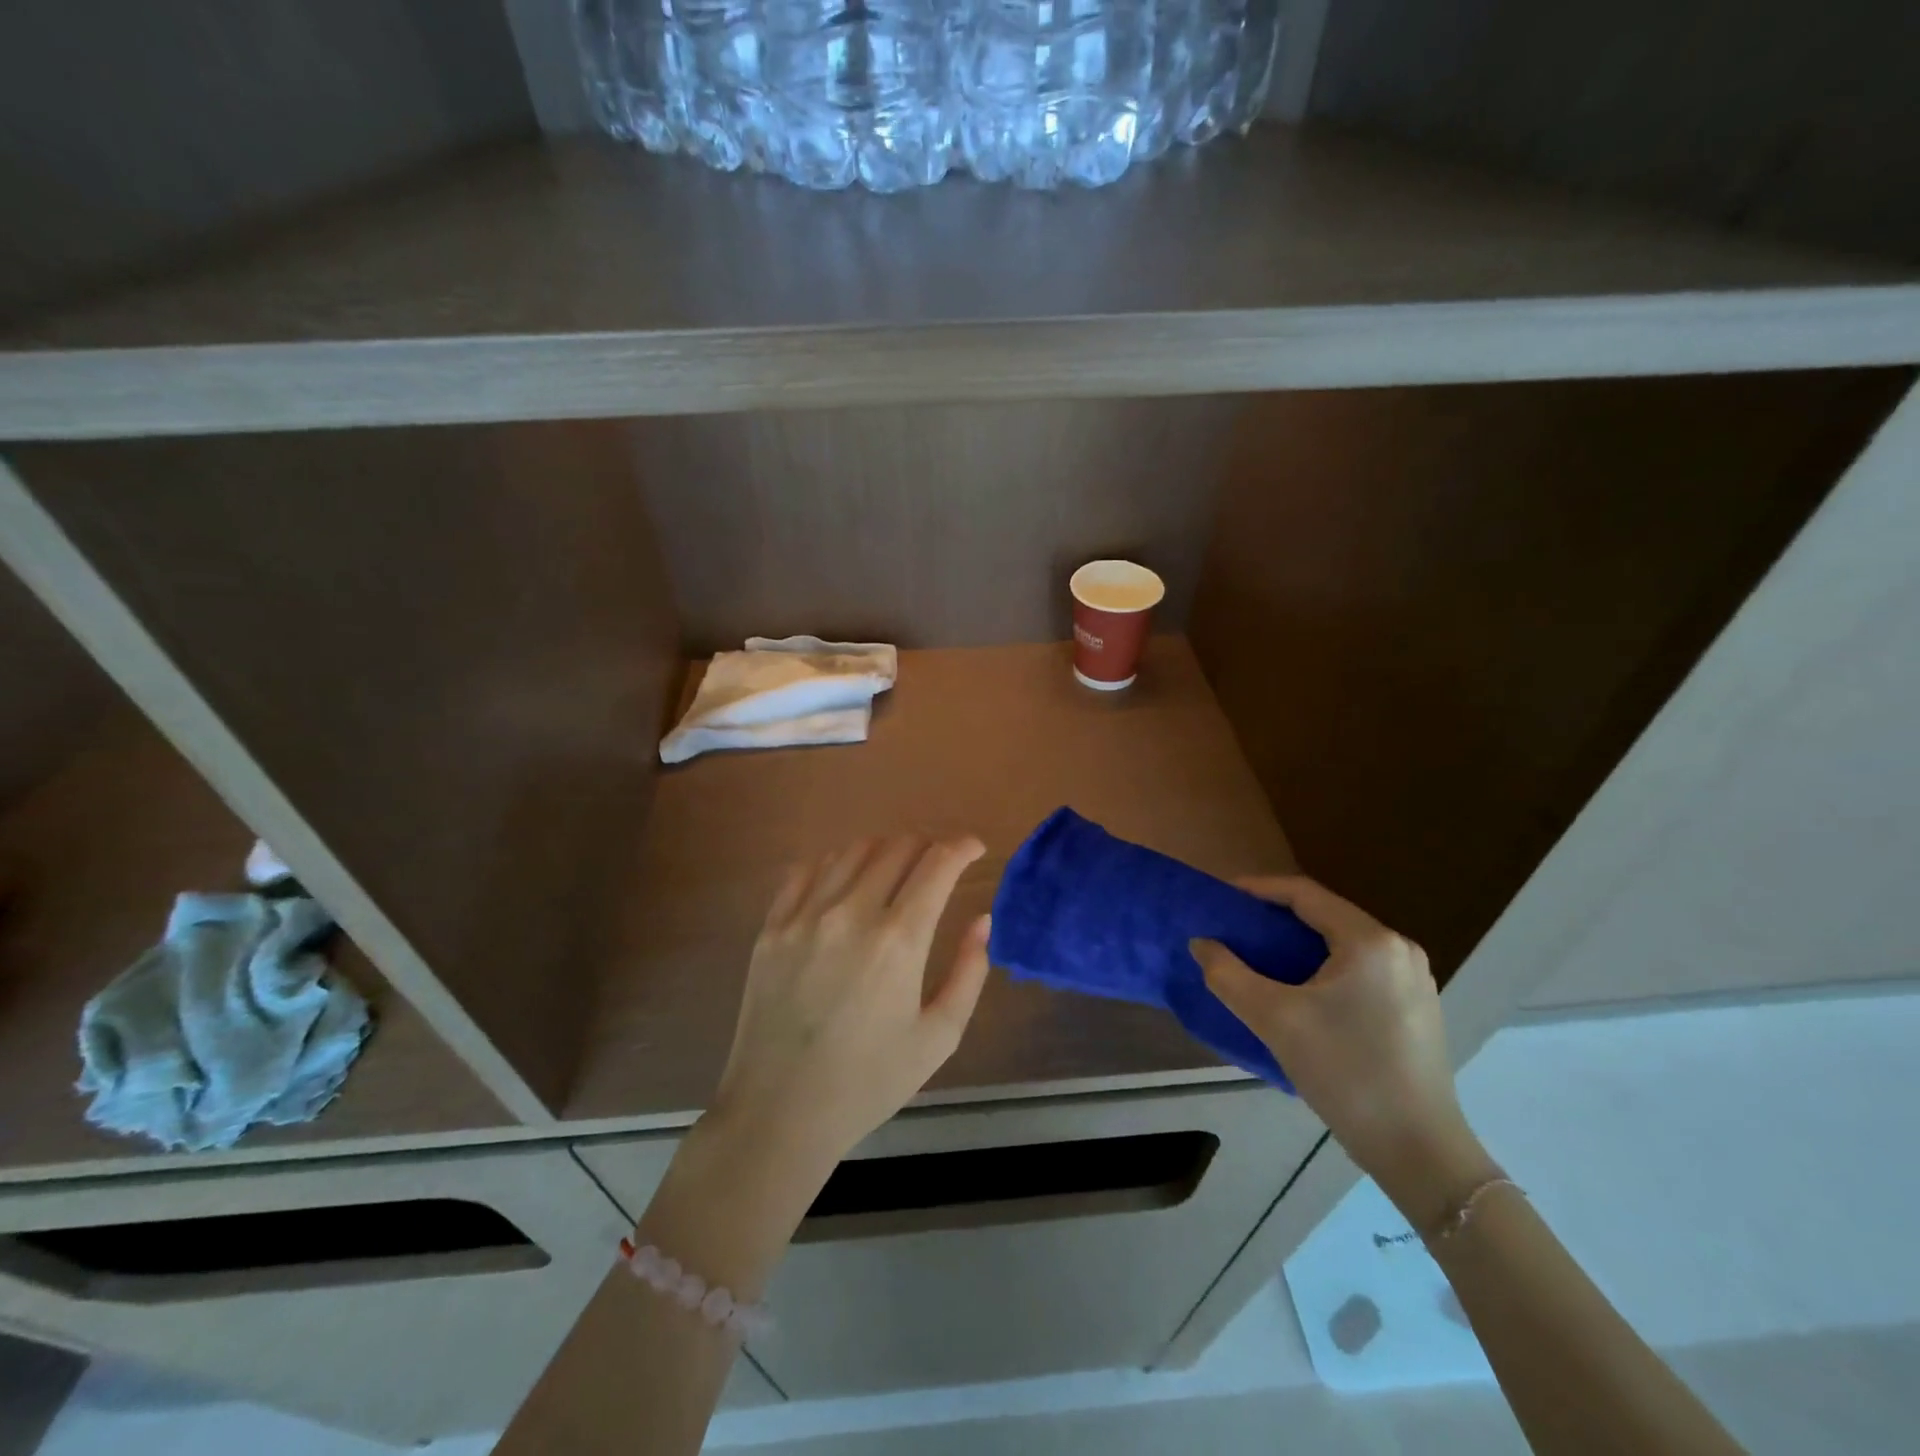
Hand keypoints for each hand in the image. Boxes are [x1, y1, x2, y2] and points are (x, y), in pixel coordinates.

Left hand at [709, 835, 992, 1179]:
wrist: (780, 1113)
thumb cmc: (869, 1081)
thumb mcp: (939, 1037)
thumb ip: (969, 971)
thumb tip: (982, 919)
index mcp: (899, 940)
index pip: (938, 863)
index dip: (963, 846)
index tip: (975, 849)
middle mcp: (851, 913)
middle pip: (897, 847)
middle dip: (928, 845)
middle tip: (939, 864)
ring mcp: (805, 916)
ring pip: (852, 851)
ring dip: (885, 849)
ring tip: (896, 869)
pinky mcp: (772, 927)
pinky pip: (807, 870)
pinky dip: (836, 863)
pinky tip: (845, 881)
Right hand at [1190, 878, 1496, 1226]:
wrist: (1419, 1152)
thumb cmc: (1346, 1073)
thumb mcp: (1275, 1020)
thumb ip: (1228, 975)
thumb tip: (1201, 943)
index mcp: (1370, 941)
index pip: (1305, 894)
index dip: (1258, 889)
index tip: (1222, 896)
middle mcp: (1398, 948)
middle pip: (1326, 915)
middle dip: (1276, 917)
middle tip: (1236, 927)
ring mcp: (1414, 979)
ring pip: (1343, 943)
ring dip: (1299, 943)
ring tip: (1261, 956)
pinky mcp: (1416, 1006)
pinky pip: (1360, 968)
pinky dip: (1323, 966)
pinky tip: (1301, 990)